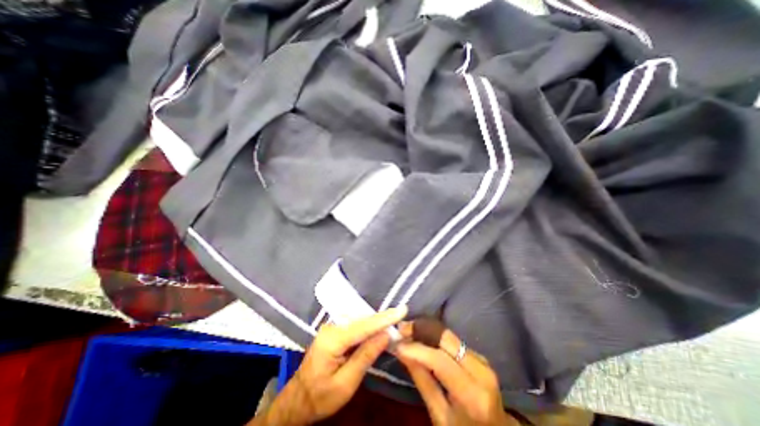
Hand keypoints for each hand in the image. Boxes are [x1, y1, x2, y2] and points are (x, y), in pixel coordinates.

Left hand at [252, 306, 406, 425]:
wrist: (297, 401)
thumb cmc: (321, 397)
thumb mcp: (346, 383)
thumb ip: (366, 356)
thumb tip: (386, 335)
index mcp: (333, 339)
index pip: (364, 326)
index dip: (384, 318)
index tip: (402, 309)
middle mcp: (332, 327)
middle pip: (362, 320)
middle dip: (383, 319)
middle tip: (401, 316)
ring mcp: (332, 327)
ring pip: (360, 321)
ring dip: (377, 323)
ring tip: (394, 321)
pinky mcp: (334, 330)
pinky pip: (355, 325)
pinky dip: (368, 327)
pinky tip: (378, 329)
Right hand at [398, 323, 515, 425]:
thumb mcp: (439, 416)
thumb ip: (421, 380)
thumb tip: (401, 351)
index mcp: (472, 395)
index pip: (440, 360)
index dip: (416, 348)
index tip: (397, 342)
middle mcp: (481, 370)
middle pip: (446, 338)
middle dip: (421, 330)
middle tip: (401, 329)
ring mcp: (482, 360)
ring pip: (448, 335)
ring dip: (426, 331)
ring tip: (408, 332)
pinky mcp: (479, 354)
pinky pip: (452, 340)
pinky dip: (435, 337)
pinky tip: (422, 338)